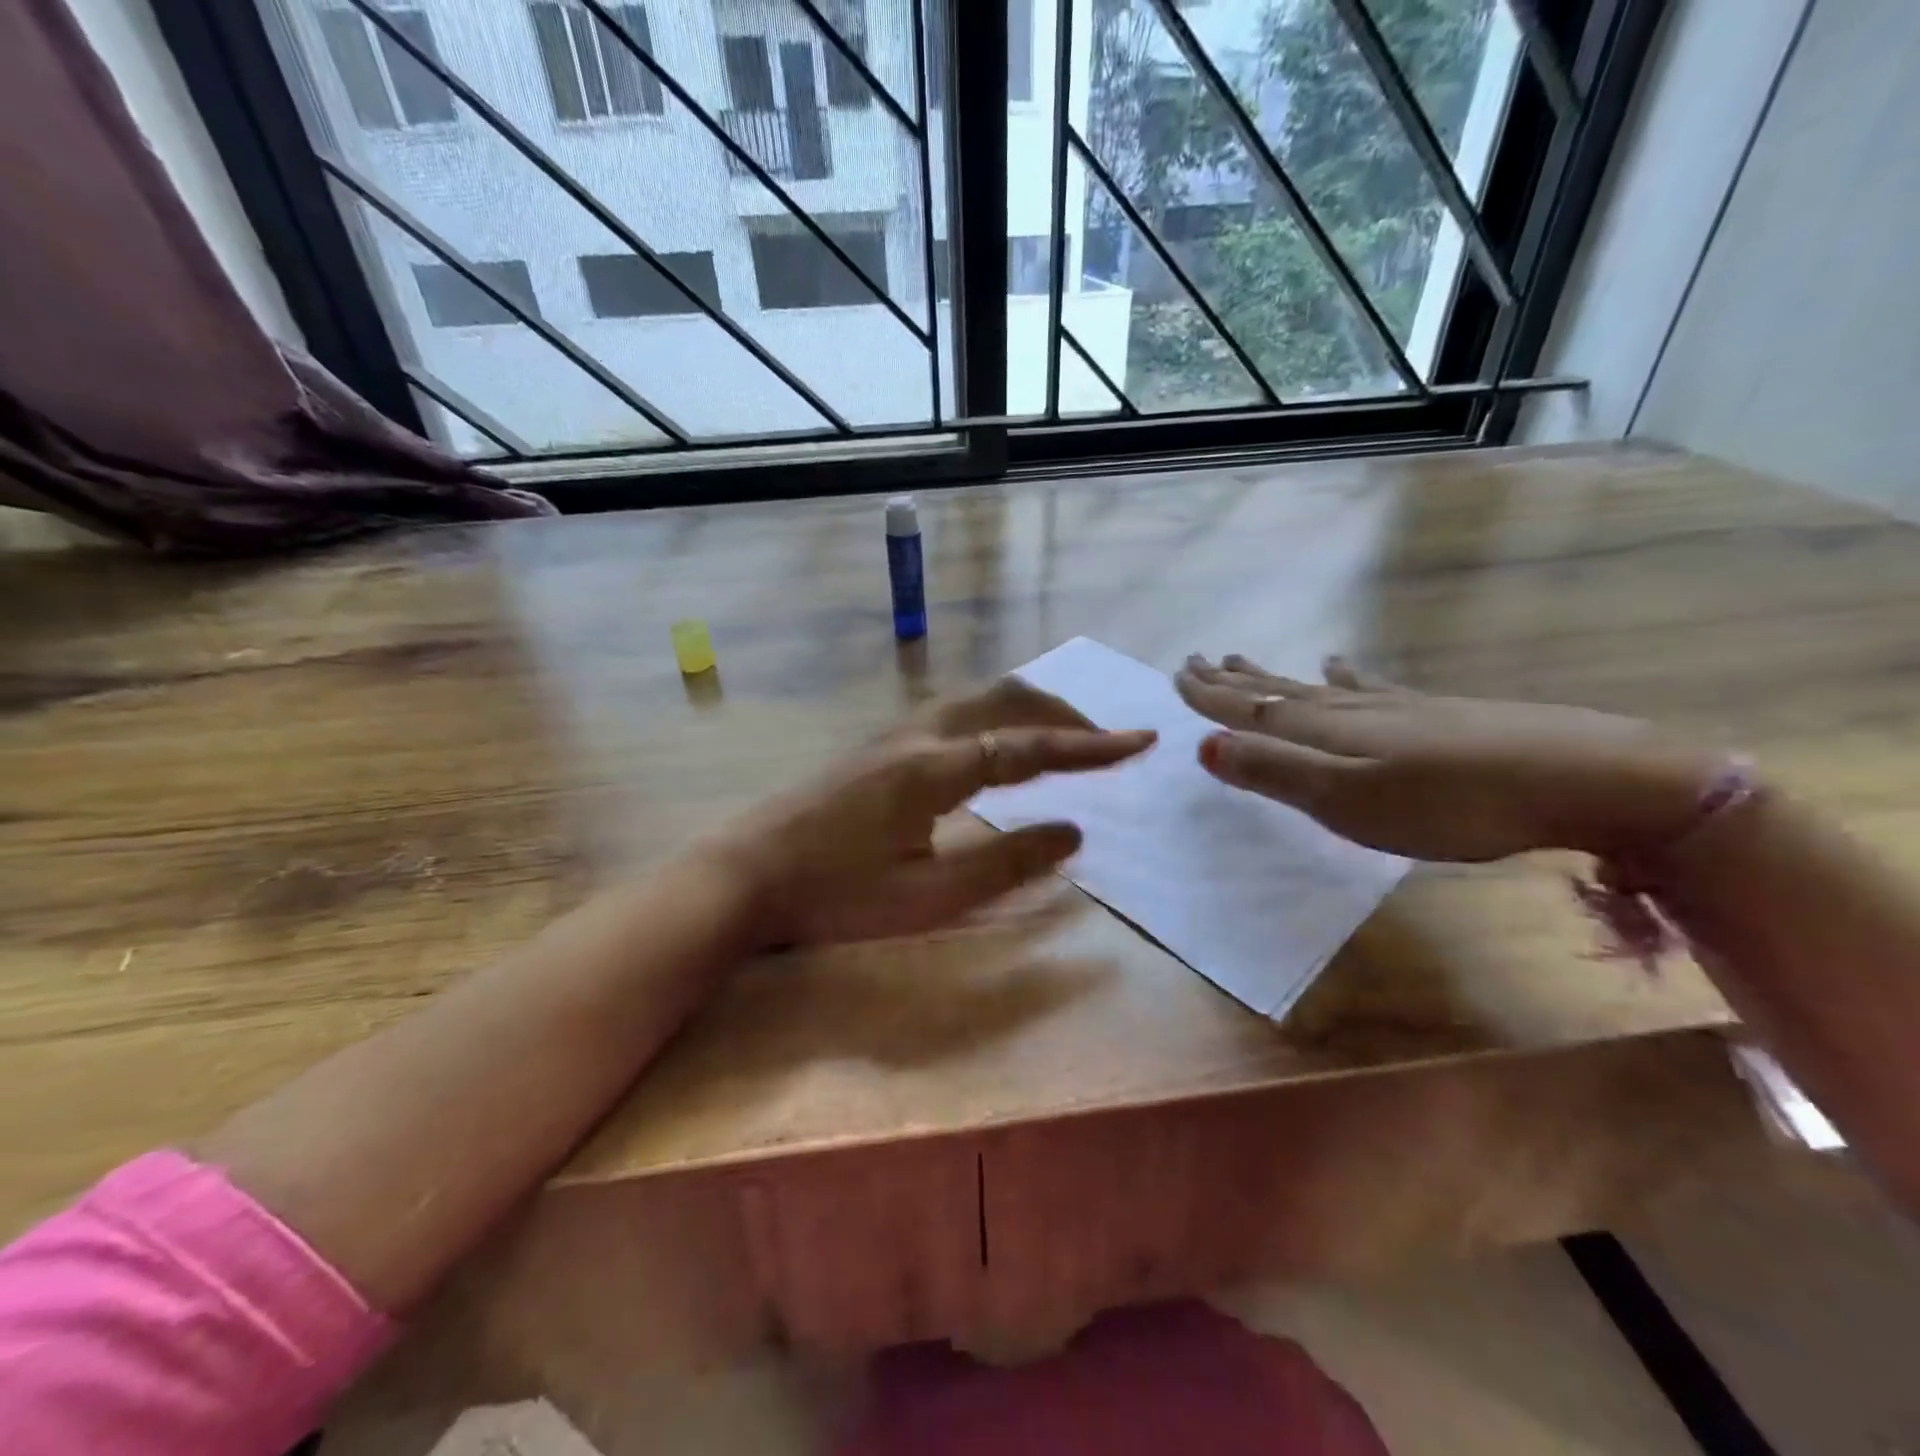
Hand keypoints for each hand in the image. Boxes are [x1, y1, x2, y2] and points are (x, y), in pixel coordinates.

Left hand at [709, 677, 1154, 945]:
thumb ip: (1006, 862)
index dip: (1089, 744)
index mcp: (935, 768)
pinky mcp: (877, 747)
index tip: (1141, 741)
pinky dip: (997, 719)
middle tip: (1105, 741)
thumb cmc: (835, 895)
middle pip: (1006, 699)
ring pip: (977, 700)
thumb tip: (1074, 830)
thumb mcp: (929, 896)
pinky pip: (955, 713)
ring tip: (1063, 739)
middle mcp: (918, 736)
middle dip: (1064, 713)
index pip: (1029, 745)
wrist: (743, 875)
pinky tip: (998, 749)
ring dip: (1028, 711)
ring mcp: (892, 736)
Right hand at [1175, 653, 1713, 861]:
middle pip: (1276, 689)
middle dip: (1232, 679)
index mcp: (1322, 730)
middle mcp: (1348, 709)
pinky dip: (1343, 675)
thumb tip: (1201, 745)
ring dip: (1274, 675)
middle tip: (1197, 660)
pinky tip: (1341, 663)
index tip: (1174, 675)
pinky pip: (1367, 687)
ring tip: (1243, 660)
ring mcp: (1393, 707)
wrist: (1580, 778)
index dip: (1209, 696)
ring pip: (1313, 686)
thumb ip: (1274, 772)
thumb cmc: (1451, 802)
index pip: (1249, 708)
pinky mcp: (1431, 713)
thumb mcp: (1347, 799)